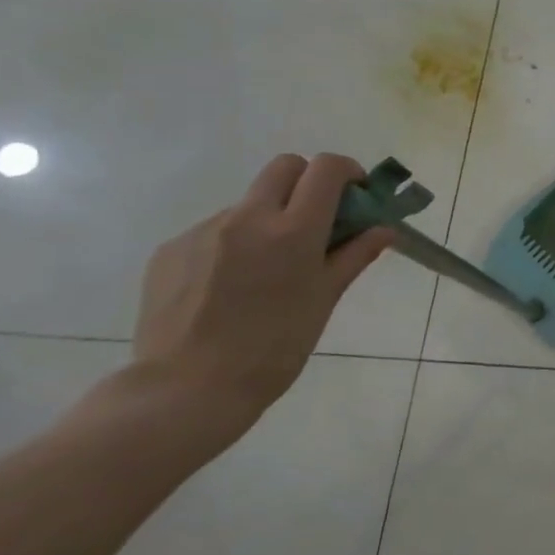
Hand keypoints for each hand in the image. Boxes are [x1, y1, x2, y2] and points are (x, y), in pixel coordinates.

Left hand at [119, 154, 394, 448]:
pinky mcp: (170, 250)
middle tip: (317, 220)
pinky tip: (231, 286)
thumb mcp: (325, 299)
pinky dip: (234, 244)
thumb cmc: (275, 346)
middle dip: (307, 182)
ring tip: (268, 270)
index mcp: (293, 230)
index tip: (355, 196)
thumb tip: (384, 229)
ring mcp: (203, 231)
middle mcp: (247, 218)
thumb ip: (354, 255)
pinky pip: (214, 231)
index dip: (346, 172)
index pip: (325, 169)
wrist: (188, 388)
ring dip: (269, 218)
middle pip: (284, 167)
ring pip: (248, 202)